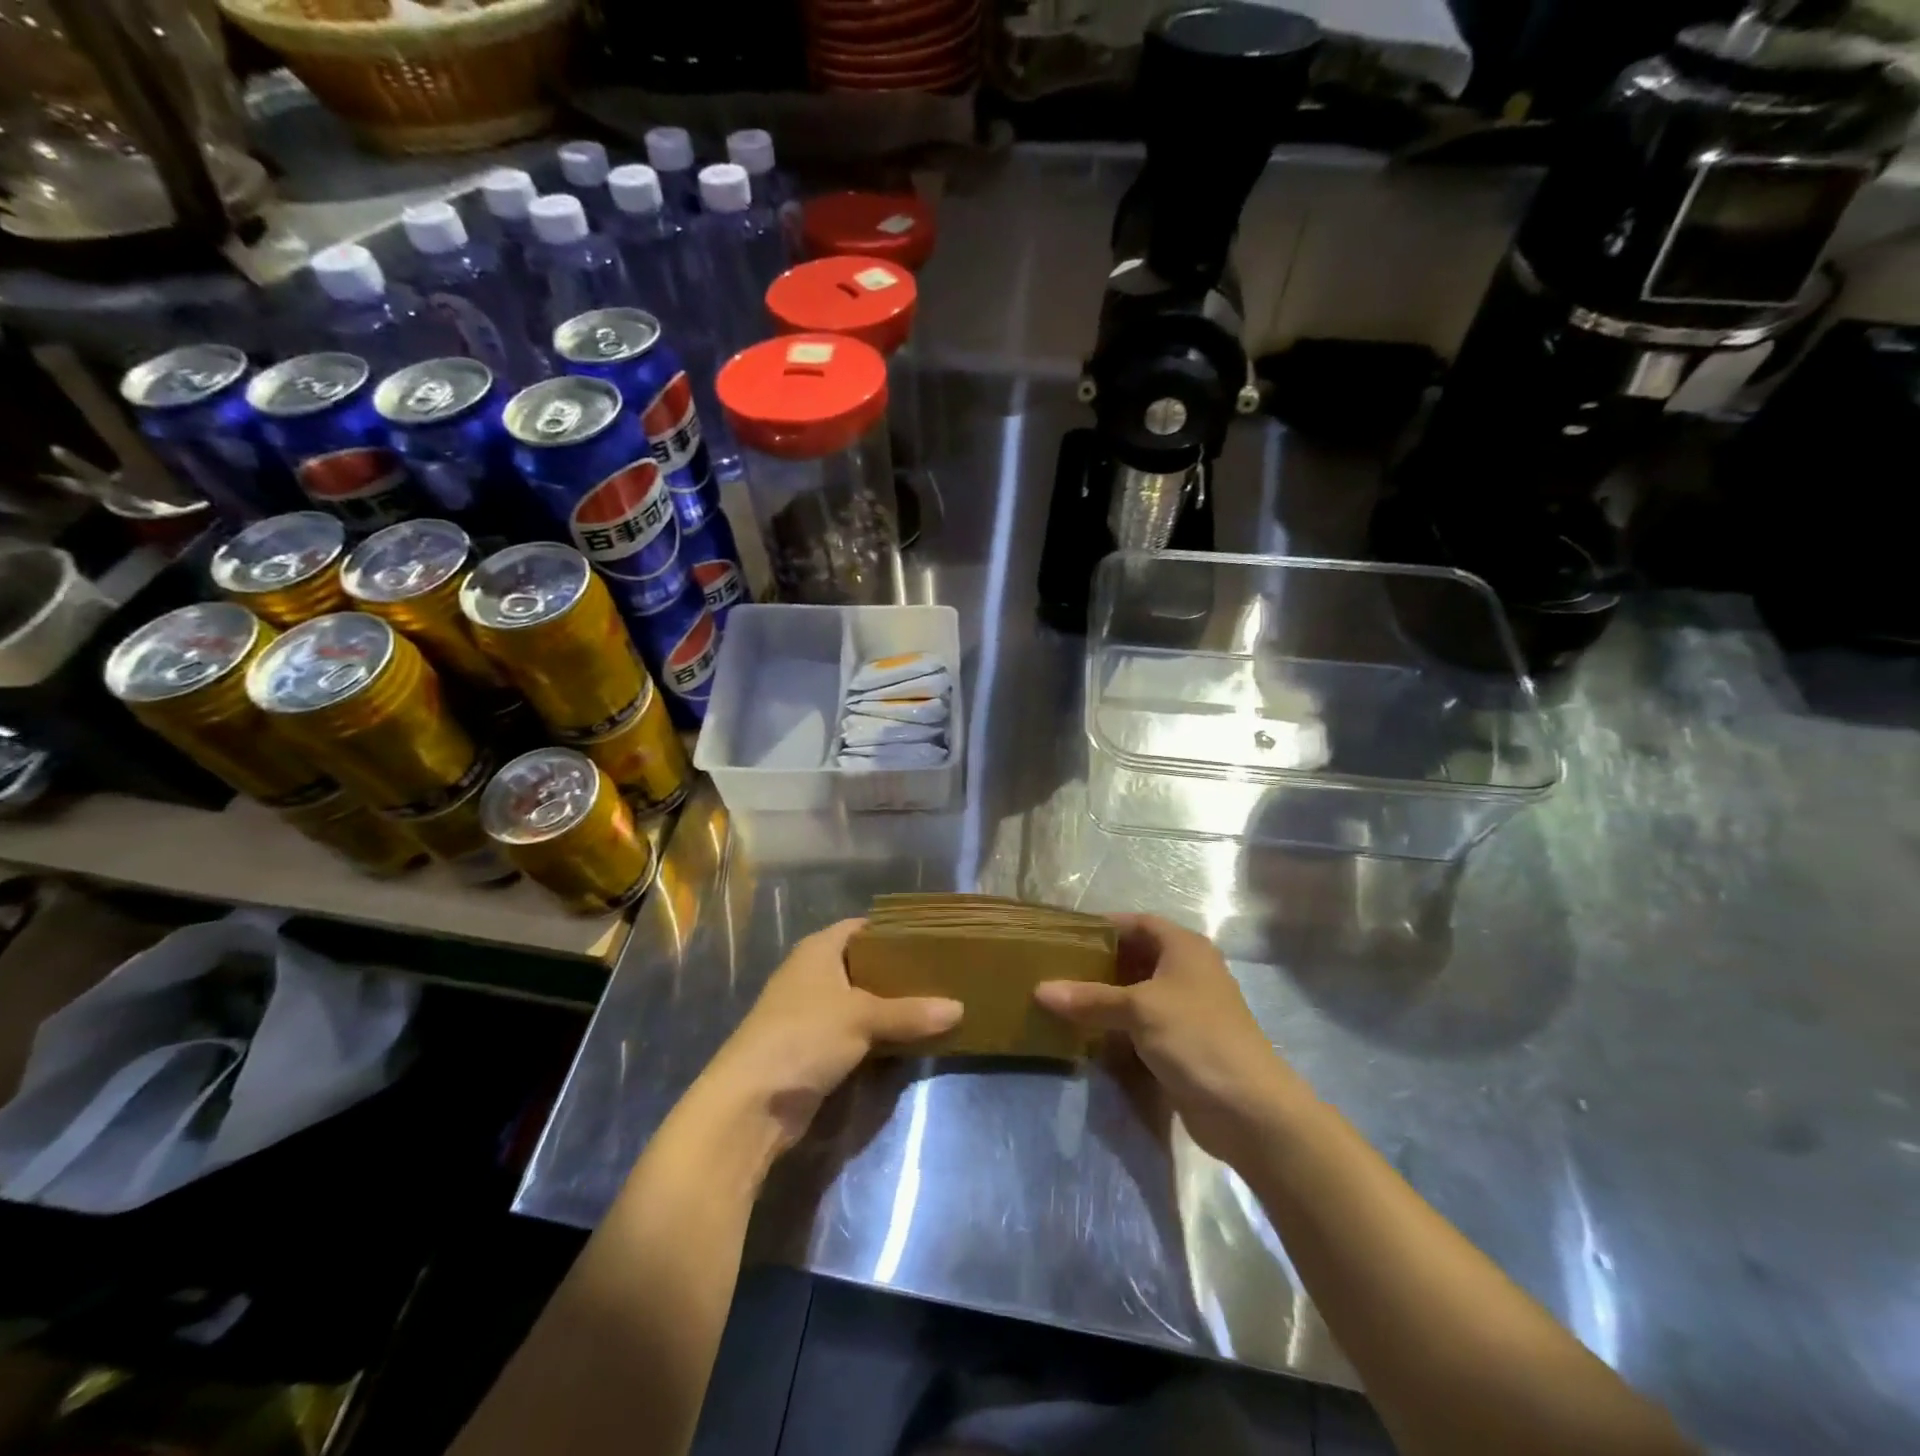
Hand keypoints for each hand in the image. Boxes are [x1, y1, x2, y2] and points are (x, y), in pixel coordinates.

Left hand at [698, 919, 961, 1160]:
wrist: (751, 1104)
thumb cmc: (803, 1036)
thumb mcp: (862, 1018)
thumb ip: (910, 1012)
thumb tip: (959, 1008)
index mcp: (818, 950)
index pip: (862, 927)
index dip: (893, 930)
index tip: (932, 937)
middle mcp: (814, 975)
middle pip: (864, 964)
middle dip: (899, 971)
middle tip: (944, 972)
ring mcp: (812, 1013)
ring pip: (862, 1001)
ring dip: (892, 1006)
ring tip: (938, 1002)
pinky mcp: (815, 1049)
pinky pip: (856, 1032)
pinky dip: (880, 1034)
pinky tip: (912, 1038)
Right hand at [1035, 914, 1310, 1162]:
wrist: (1248, 1108)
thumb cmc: (1195, 1037)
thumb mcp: (1138, 1009)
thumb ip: (1090, 998)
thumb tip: (1040, 990)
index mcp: (1184, 947)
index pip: (1138, 923)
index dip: (1104, 926)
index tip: (1066, 936)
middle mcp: (1188, 971)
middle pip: (1137, 957)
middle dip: (1100, 963)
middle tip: (1058, 969)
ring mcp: (1187, 1009)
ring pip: (1138, 993)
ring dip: (1107, 997)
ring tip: (1065, 999)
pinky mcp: (1183, 1043)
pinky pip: (1143, 1025)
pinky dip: (1119, 1026)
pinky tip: (1089, 1033)